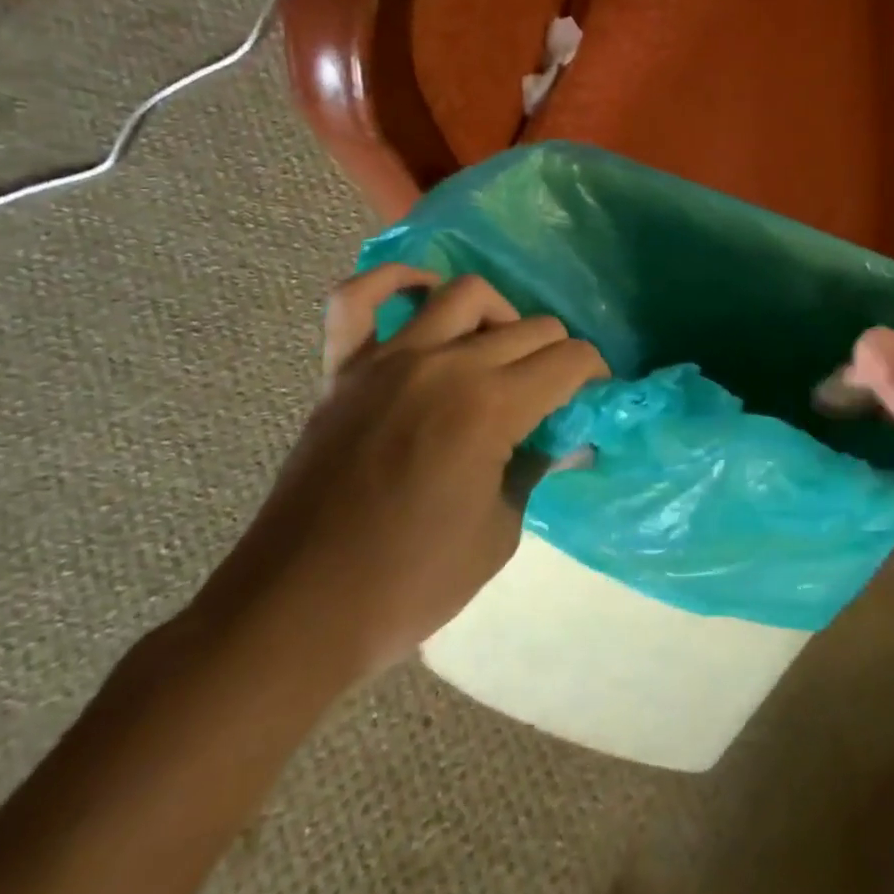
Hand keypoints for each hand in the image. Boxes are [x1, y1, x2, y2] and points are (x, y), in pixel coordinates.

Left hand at [190, 266, 608, 682]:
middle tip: (555, 394)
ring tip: (498, 353)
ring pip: (464, 293)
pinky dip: (394, 282)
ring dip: (499, 316)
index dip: (595, 376)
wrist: (298, 611)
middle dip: (559, 354)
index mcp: (489, 408)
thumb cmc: (410, 582)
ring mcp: (388, 360)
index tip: (594, 401)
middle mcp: (444, 366)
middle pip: (530, 326)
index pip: (570, 360)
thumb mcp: (500, 533)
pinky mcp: (343, 369)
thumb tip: (567, 437)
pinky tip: (422, 296)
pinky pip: (359, 298)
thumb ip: (537, 467)